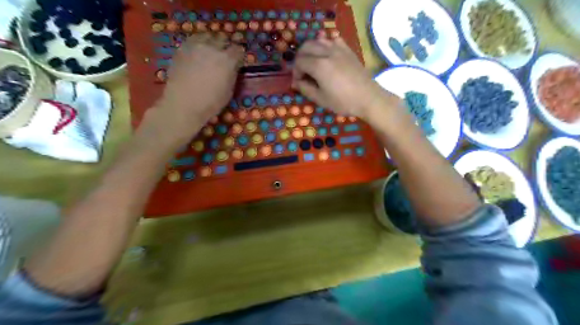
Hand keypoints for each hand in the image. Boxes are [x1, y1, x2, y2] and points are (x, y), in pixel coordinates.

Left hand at [149, 31, 243, 144]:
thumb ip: (232, 75)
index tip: (237, 62)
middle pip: (222, 39)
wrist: (183, 105)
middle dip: (225, 47)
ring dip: (211, 43)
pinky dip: (198, 45)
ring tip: (210, 52)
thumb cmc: (211, 103)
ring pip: (207, 36)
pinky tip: (197, 54)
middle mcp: (213, 49)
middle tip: (224, 56)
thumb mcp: (229, 91)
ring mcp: (196, 47)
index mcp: (227, 60)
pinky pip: (193, 41)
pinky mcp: (182, 49)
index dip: (238, 56)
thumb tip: (232, 68)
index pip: (238, 50)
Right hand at [292, 37, 401, 118]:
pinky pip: (332, 40)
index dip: (295, 72)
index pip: (299, 62)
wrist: (368, 97)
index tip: (299, 82)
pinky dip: (325, 45)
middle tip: (303, 72)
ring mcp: (338, 48)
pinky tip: (327, 55)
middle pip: (305, 47)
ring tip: (312, 64)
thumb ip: (305, 89)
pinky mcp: (347, 49)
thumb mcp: (321, 99)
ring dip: (311, 50)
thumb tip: (296, 82)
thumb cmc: (343, 101)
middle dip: (300, 58)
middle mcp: (327, 52)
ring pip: (318, 40)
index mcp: (319, 65)